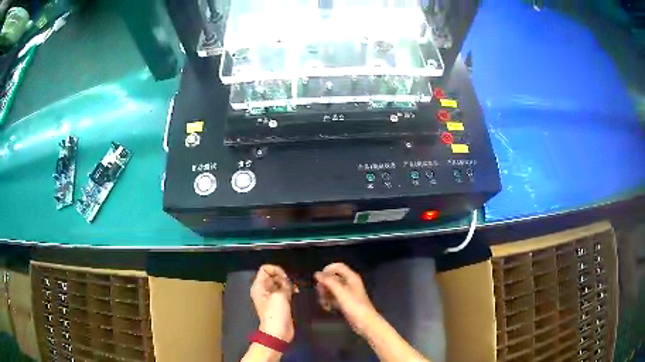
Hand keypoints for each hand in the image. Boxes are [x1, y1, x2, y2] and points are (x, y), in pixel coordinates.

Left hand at [250, 265, 297, 342]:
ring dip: (288, 285)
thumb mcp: (279, 295)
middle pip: (273, 275)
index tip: (285, 278)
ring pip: (280, 283)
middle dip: (283, 278)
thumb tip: (288, 282)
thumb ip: (284, 284)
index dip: (276, 270)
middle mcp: (263, 289)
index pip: (265, 269)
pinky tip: (296, 294)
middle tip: (290, 285)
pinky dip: (290, 291)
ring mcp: (271, 297)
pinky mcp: (279, 303)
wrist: (277, 332)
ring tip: (294, 290)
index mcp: (258, 286)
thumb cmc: (275, 313)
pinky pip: (284, 291)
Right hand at [315, 263, 378, 335]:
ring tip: (324, 303)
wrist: (365, 323)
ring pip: (331, 289)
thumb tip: (317, 273)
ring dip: (325, 295)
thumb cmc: (355, 306)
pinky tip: (328, 308)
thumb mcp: (341, 293)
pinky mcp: (345, 303)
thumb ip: (329, 282)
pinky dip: (329, 302)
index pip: (338, 267)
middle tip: (321, 293)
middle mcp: (349, 284)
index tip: (318, 279)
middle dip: (325, 285)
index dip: (327, 270)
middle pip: (333, 278)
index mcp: (351, 278)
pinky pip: (333, 298)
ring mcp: (347, 294)